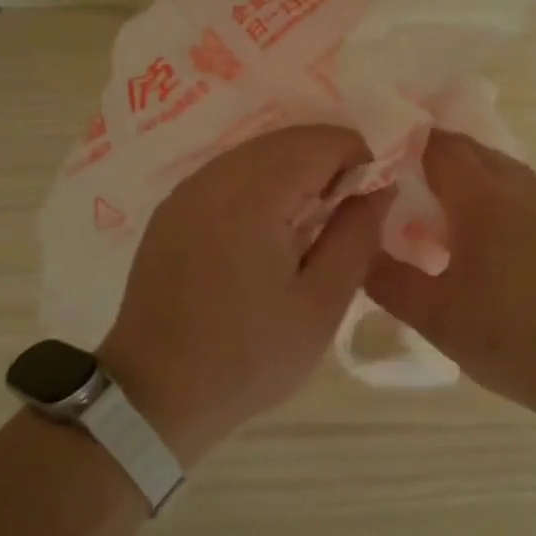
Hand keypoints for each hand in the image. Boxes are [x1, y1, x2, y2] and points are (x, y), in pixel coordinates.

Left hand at [99, 125, 389, 463]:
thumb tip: (379, 188)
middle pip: (287, 140)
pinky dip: (261, 182)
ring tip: (311, 221)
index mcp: (254, 196)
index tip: (372, 200)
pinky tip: (268, 227)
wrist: (155, 394)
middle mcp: (215, 178)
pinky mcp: (171, 209)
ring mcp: (187, 191)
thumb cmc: (248, 357)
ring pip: (256, 152)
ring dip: (294, 170)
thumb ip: (356, 237)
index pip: (321, 142)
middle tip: (347, 212)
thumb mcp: (320, 305)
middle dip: (327, 161)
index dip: (359, 158)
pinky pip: (228, 173)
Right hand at [365, 129, 535, 413]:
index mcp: (485, 200)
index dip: (403, 142)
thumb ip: (387, 280)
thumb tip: (356, 251)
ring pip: (498, 168)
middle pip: (469, 149)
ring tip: (434, 209)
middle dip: (430, 155)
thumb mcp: (435, 318)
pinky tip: (480, 236)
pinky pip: (520, 190)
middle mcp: (521, 188)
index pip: (438, 146)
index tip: (373, 158)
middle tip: (395, 182)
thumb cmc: (513, 341)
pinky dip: (491, 194)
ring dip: (463, 175)